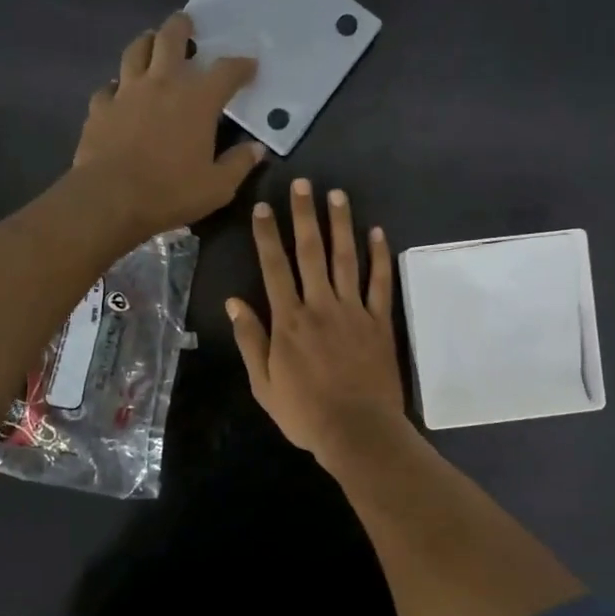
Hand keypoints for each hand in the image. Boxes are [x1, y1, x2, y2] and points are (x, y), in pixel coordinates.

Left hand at [74, 12, 266, 238]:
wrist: (110, 199)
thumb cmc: (171, 192)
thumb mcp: (218, 187)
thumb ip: (239, 164)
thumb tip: (256, 149)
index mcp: (197, 101)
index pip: (226, 72)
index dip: (241, 65)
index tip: (250, 65)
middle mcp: (162, 85)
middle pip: (170, 39)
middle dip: (182, 27)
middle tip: (187, 23)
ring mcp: (126, 92)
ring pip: (135, 51)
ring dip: (146, 42)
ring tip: (151, 42)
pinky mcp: (100, 108)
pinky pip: (109, 87)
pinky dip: (118, 85)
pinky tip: (120, 92)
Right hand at [226, 178, 407, 464]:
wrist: (357, 431)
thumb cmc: (304, 412)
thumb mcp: (264, 383)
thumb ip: (251, 340)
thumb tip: (234, 302)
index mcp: (289, 320)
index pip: (274, 268)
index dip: (267, 235)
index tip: (262, 207)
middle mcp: (320, 305)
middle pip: (310, 252)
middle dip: (304, 215)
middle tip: (303, 184)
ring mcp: (353, 311)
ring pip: (346, 259)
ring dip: (341, 225)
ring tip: (337, 194)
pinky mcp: (379, 322)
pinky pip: (380, 283)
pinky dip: (379, 257)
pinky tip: (378, 232)